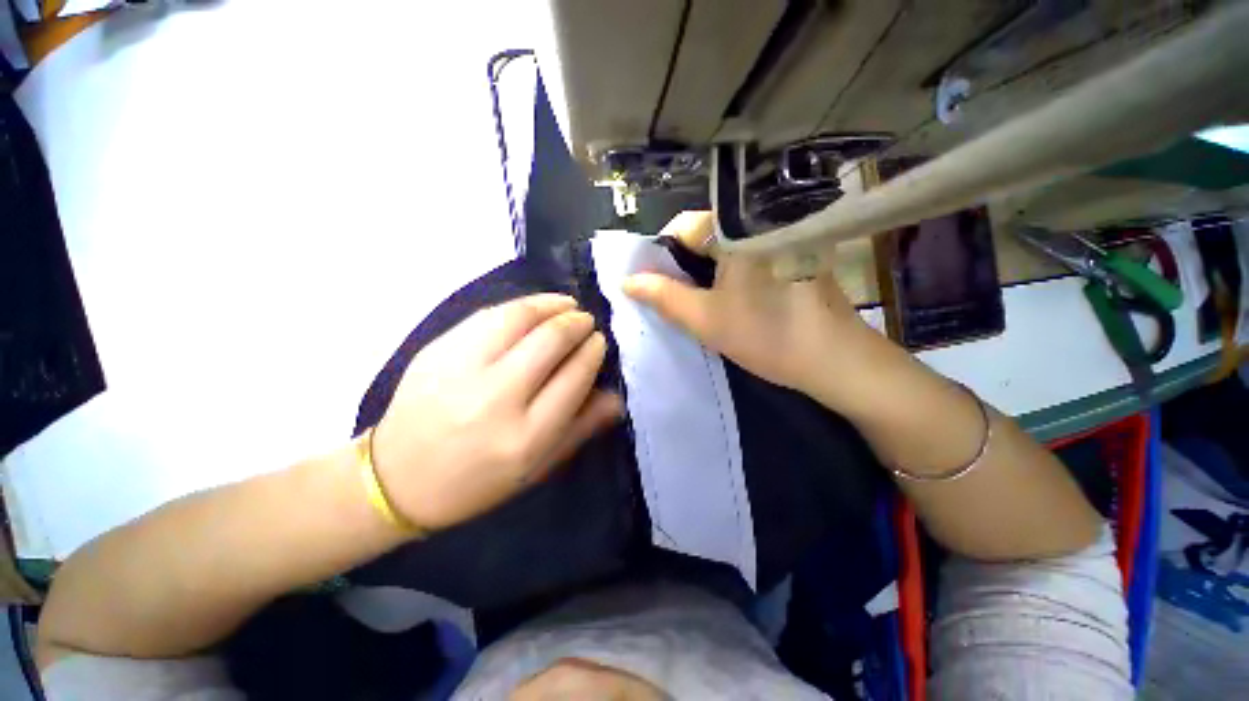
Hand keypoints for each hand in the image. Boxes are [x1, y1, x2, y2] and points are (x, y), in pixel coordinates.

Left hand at [370, 294, 621, 531]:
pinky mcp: (436, 351)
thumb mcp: (536, 469)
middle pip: (550, 341)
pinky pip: (486, 316)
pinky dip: (518, 306)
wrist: (396, 480)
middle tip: (586, 321)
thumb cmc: (477, 483)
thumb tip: (616, 398)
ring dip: (550, 305)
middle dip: (576, 324)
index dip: (592, 351)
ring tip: (567, 304)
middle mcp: (496, 399)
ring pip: (518, 318)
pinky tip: (532, 307)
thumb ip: (580, 429)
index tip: (599, 341)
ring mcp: (461, 370)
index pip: (574, 377)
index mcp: (525, 437)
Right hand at [622, 212, 877, 399]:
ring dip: (704, 273)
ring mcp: (777, 237)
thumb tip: (627, 281)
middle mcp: (758, 222)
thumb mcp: (705, 319)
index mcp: (737, 229)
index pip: (680, 227)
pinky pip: (744, 255)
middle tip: (674, 299)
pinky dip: (728, 273)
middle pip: (702, 236)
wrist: (836, 359)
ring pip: (723, 248)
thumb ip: (663, 297)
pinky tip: (728, 298)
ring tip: (697, 302)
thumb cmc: (766, 334)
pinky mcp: (789, 253)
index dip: (660, 255)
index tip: (655, 285)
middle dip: (682, 267)